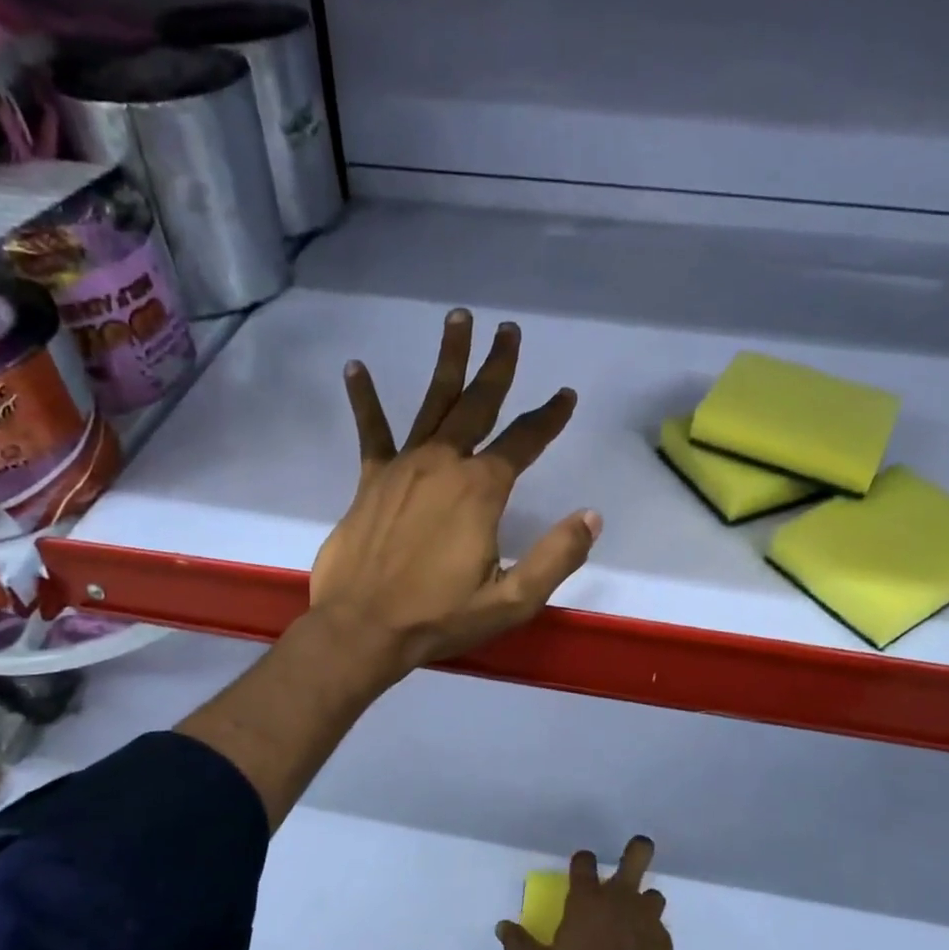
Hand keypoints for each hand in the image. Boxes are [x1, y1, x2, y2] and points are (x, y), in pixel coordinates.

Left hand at [310, 307, 600, 674]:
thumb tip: (592, 516)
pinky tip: (355, 367)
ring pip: (432, 403)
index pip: (525, 441)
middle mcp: (444, 464)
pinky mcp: (370, 481)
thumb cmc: (440, 617)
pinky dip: (364, 400)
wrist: (363, 630)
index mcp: (481, 489)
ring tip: (457, 319)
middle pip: (478, 404)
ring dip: (448, 361)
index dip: (549, 417)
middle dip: (498, 366)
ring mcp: (404, 467)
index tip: (565, 395)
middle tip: (509, 330)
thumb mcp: (513, 599)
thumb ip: (557, 556)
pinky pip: (371, 432)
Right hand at [499, 837, 768, 949]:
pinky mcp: (664, 941)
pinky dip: (650, 933)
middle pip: (636, 855)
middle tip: (634, 852)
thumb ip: (520, 946)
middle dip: (637, 849)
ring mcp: (646, 917)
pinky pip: (658, 927)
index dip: (582, 861)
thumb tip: (502, 926)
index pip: (584, 861)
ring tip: (633, 918)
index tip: (579, 869)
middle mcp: (619, 898)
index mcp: (587, 900)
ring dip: (644, 900)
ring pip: (652, 893)